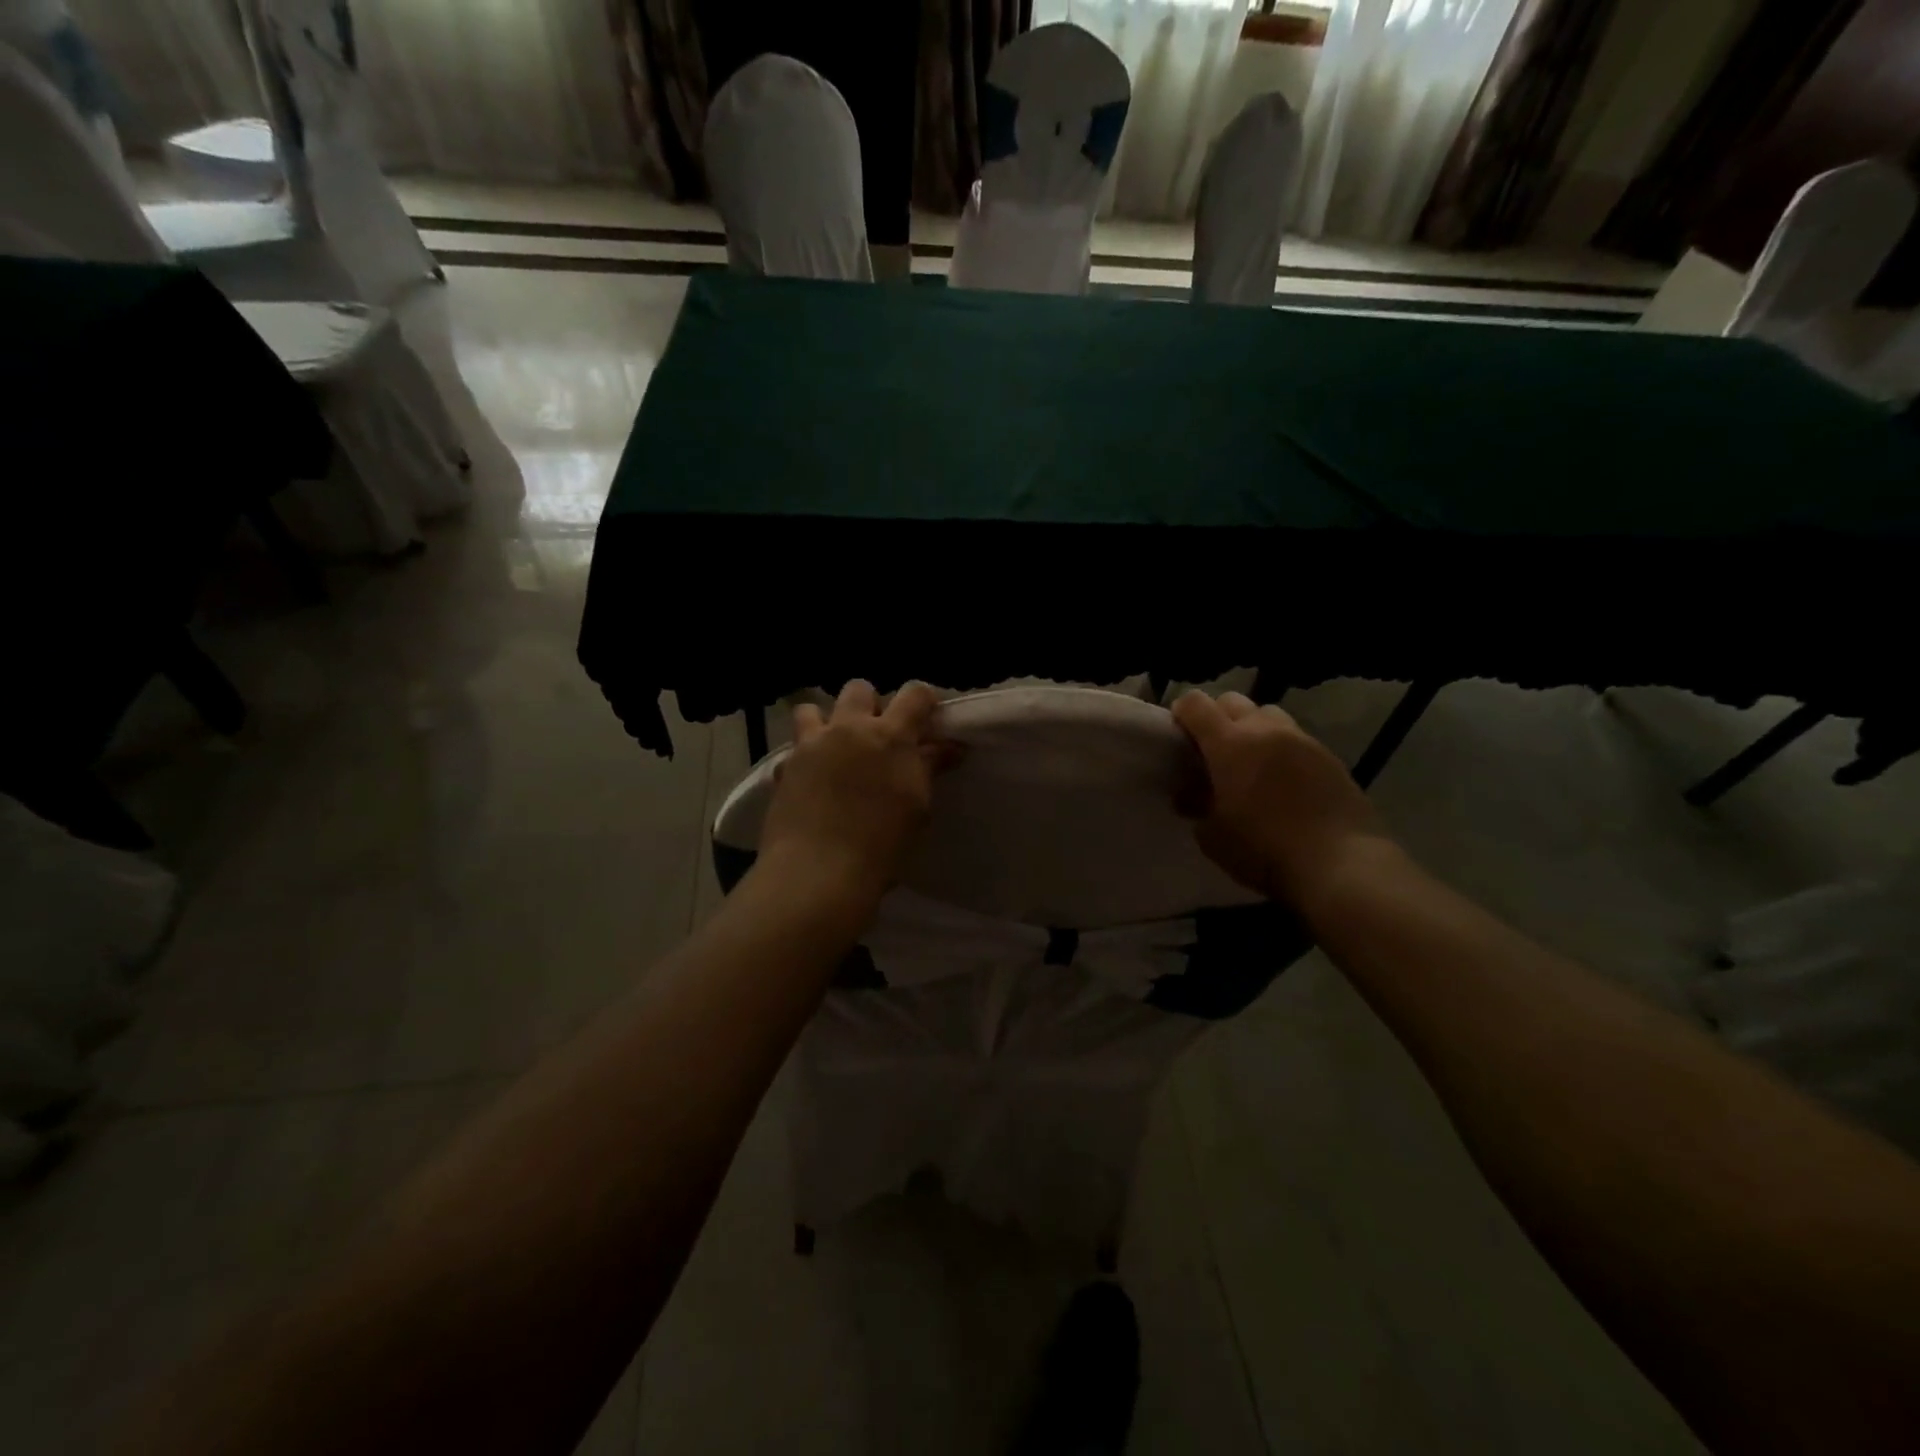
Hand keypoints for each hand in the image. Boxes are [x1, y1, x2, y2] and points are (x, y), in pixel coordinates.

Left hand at [758, 681, 955, 905]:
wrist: (818, 872)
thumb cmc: (882, 845)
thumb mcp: (918, 807)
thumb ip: (929, 768)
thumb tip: (950, 747)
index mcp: (889, 735)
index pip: (914, 694)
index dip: (923, 701)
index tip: (927, 718)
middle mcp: (848, 728)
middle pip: (858, 689)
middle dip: (870, 705)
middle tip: (877, 737)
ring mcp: (811, 745)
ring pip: (813, 709)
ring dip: (827, 721)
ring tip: (835, 750)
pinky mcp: (784, 767)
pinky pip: (793, 748)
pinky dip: (803, 757)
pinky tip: (811, 781)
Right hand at [1172, 691, 1392, 909]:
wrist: (1340, 863)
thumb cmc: (1263, 849)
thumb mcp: (1213, 835)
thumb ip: (1197, 806)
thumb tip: (1190, 795)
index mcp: (1229, 744)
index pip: (1195, 704)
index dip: (1181, 713)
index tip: (1178, 736)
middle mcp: (1265, 730)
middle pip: (1233, 701)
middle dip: (1216, 717)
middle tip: (1213, 750)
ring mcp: (1302, 740)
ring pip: (1268, 715)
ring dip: (1252, 728)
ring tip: (1251, 762)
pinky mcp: (1329, 756)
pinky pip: (1296, 738)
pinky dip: (1281, 749)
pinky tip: (1283, 781)